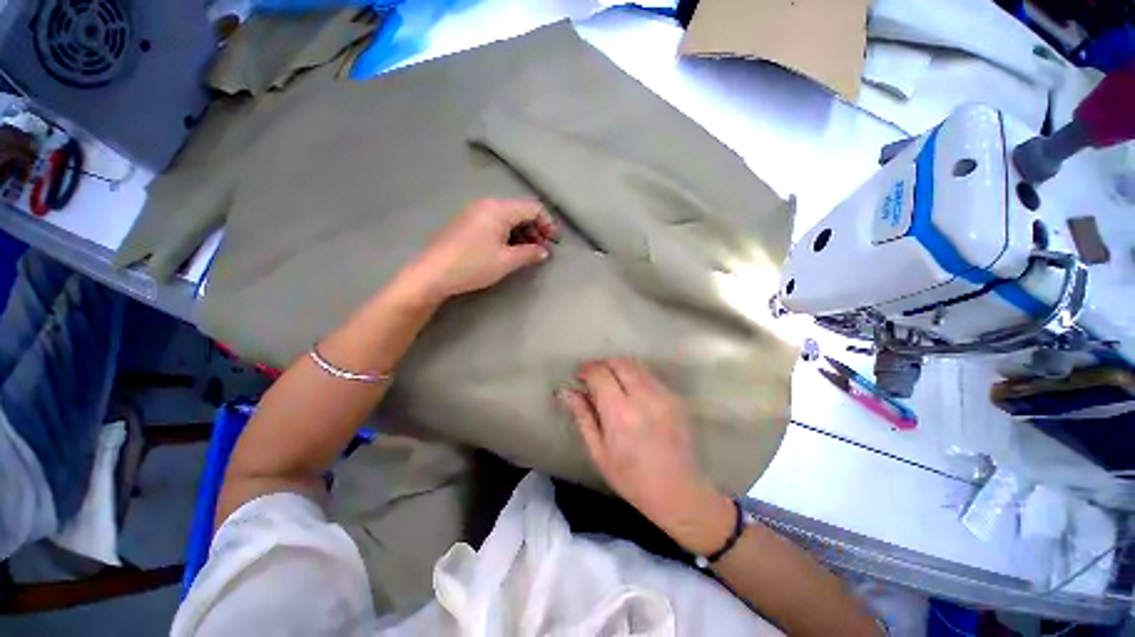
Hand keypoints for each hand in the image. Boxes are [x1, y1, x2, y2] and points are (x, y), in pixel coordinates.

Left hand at [404, 198, 556, 302]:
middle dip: (535, 229)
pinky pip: (494, 222)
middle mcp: (486, 204)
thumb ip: (530, 253)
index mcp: (499, 209)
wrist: (432, 273)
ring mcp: (474, 212)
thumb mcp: (506, 261)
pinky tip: (507, 250)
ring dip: (521, 232)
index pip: (533, 208)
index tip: (554, 242)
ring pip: (507, 217)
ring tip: (526, 253)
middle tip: (541, 250)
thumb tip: (545, 251)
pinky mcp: (466, 222)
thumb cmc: (473, 265)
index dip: (548, 224)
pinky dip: (507, 233)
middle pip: (520, 210)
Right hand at [558, 359, 734, 554]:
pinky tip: (631, 393)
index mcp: (620, 414)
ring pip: (636, 366)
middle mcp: (643, 398)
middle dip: (602, 364)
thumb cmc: (632, 479)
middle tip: (593, 378)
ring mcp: (663, 395)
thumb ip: (583, 417)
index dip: (586, 370)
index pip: (600, 374)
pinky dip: (635, 376)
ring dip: (619, 368)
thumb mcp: (599, 452)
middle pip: (619, 362)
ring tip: (610, 384)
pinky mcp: (675, 398)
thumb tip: (566, 392)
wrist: (680, 492)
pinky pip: (649, 376)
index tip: (579, 376)